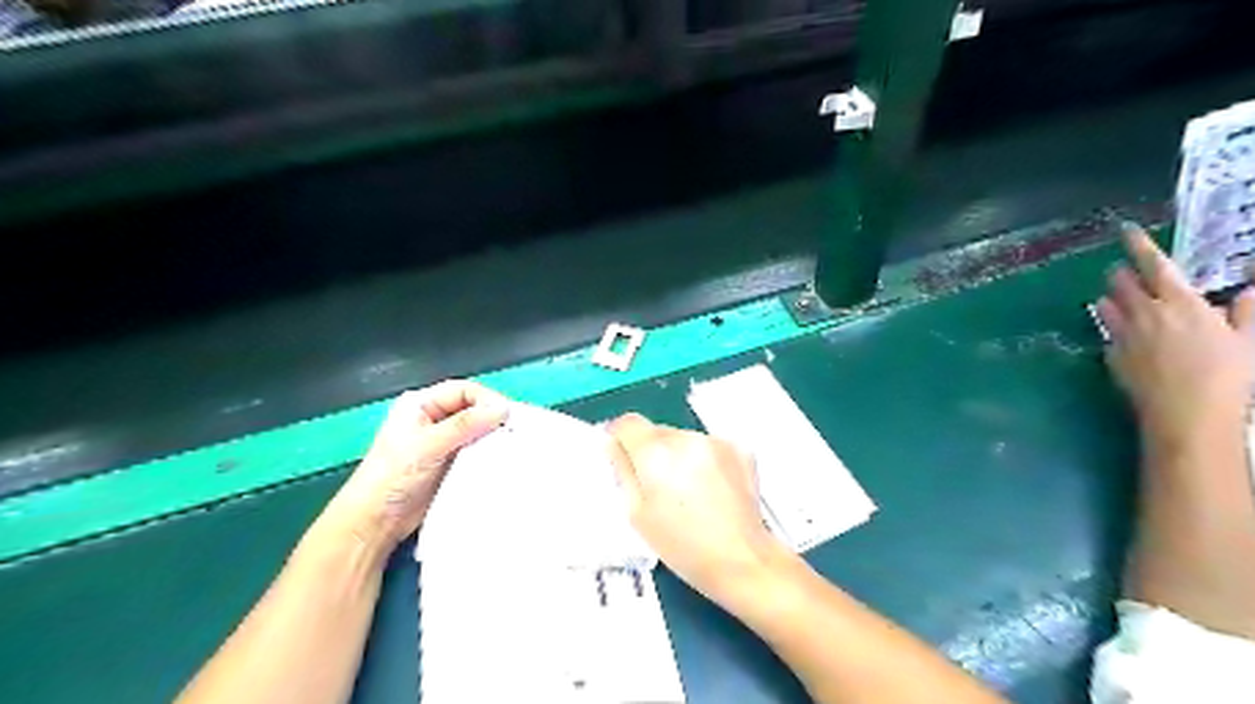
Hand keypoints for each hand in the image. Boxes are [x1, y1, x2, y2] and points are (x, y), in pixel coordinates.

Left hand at [319, 381, 512, 558]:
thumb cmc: (393, 476)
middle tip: (516, 431)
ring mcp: (443, 441)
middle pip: (472, 408)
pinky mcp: (451, 462)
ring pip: (477, 430)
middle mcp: (433, 418)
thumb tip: (503, 408)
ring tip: (513, 445)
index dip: (487, 400)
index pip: (464, 390)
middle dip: (493, 418)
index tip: (508, 416)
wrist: (376, 521)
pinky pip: (476, 450)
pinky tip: (502, 459)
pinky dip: (489, 452)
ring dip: (493, 436)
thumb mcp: (428, 445)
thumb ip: (465, 425)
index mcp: (421, 404)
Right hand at [608, 414, 781, 604]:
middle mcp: (686, 438)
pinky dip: (705, 460)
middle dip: (652, 451)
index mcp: (656, 454)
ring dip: (679, 455)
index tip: (621, 453)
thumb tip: (614, 446)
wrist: (742, 560)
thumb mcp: (637, 515)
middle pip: (657, 431)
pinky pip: (709, 446)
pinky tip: (712, 489)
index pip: (628, 423)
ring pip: (684, 438)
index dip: (620, 437)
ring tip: (688, 491)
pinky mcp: (739, 448)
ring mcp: (716, 441)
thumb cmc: (683, 547)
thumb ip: (623, 472)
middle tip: (658, 486)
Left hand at [1095, 224, 1248, 449]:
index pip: (1154, 265)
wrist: (1185, 413)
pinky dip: (1112, 327)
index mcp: (1180, 303)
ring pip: (1105, 305)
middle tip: (1122, 270)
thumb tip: (1247, 291)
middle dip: (1120, 272)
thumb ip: (1245, 312)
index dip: (1138, 245)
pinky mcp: (1111, 356)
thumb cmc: (1228, 376)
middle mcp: (1145, 313)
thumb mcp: (1249, 340)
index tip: (1125, 231)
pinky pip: (1107, 334)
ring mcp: (1122, 335)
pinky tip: (1122, 333)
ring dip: (1111, 297)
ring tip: (1116, 296)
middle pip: (1121, 283)